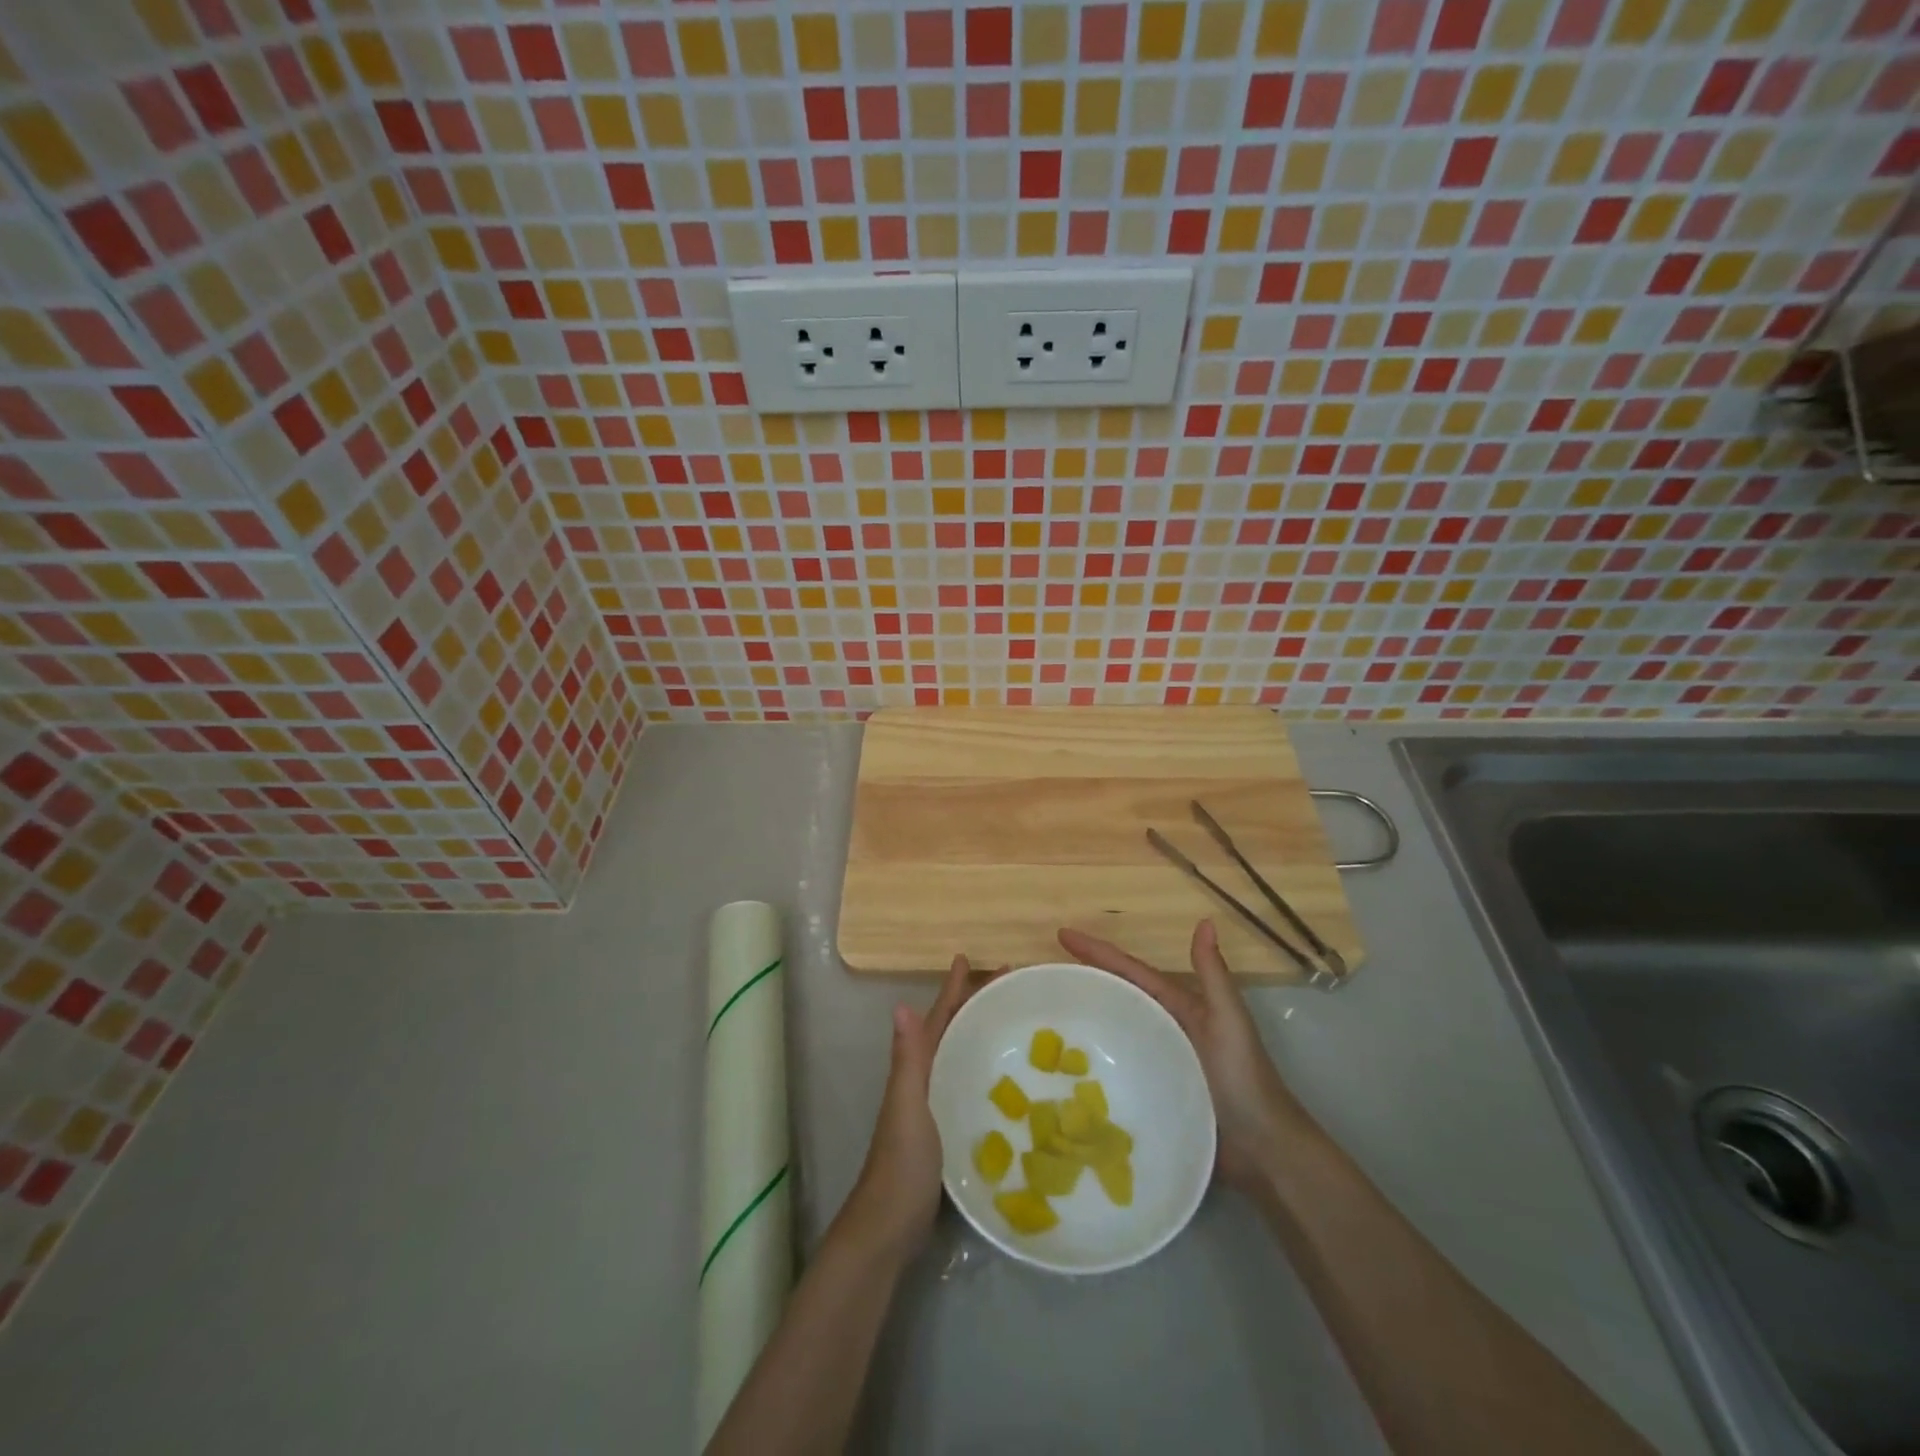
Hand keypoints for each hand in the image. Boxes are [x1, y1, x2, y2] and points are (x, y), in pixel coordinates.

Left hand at [845, 953, 986, 1257]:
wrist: (890, 1226)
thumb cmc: (901, 1162)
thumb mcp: (907, 1106)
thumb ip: (907, 1060)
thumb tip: (901, 1004)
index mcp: (915, 1068)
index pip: (938, 1018)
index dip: (953, 988)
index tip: (970, 958)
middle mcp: (924, 1079)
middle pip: (951, 1030)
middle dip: (974, 1003)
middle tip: (1009, 985)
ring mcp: (935, 1105)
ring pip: (960, 1056)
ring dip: (979, 1033)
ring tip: (1011, 1021)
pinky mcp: (948, 1130)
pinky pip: (968, 1085)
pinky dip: (984, 1070)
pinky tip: (1009, 1080)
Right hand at [1058, 919, 1310, 1189]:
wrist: (1262, 1149)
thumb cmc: (1244, 1078)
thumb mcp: (1228, 1020)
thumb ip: (1213, 975)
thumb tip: (1205, 921)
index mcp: (1180, 1006)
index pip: (1131, 972)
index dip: (1099, 952)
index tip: (1062, 934)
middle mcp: (1164, 1028)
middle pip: (1117, 995)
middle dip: (1084, 978)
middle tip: (1045, 973)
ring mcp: (1155, 1060)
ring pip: (1113, 1029)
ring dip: (1085, 1017)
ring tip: (1044, 1014)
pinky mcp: (1151, 1091)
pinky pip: (1116, 1065)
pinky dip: (1093, 1057)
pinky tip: (1065, 1065)